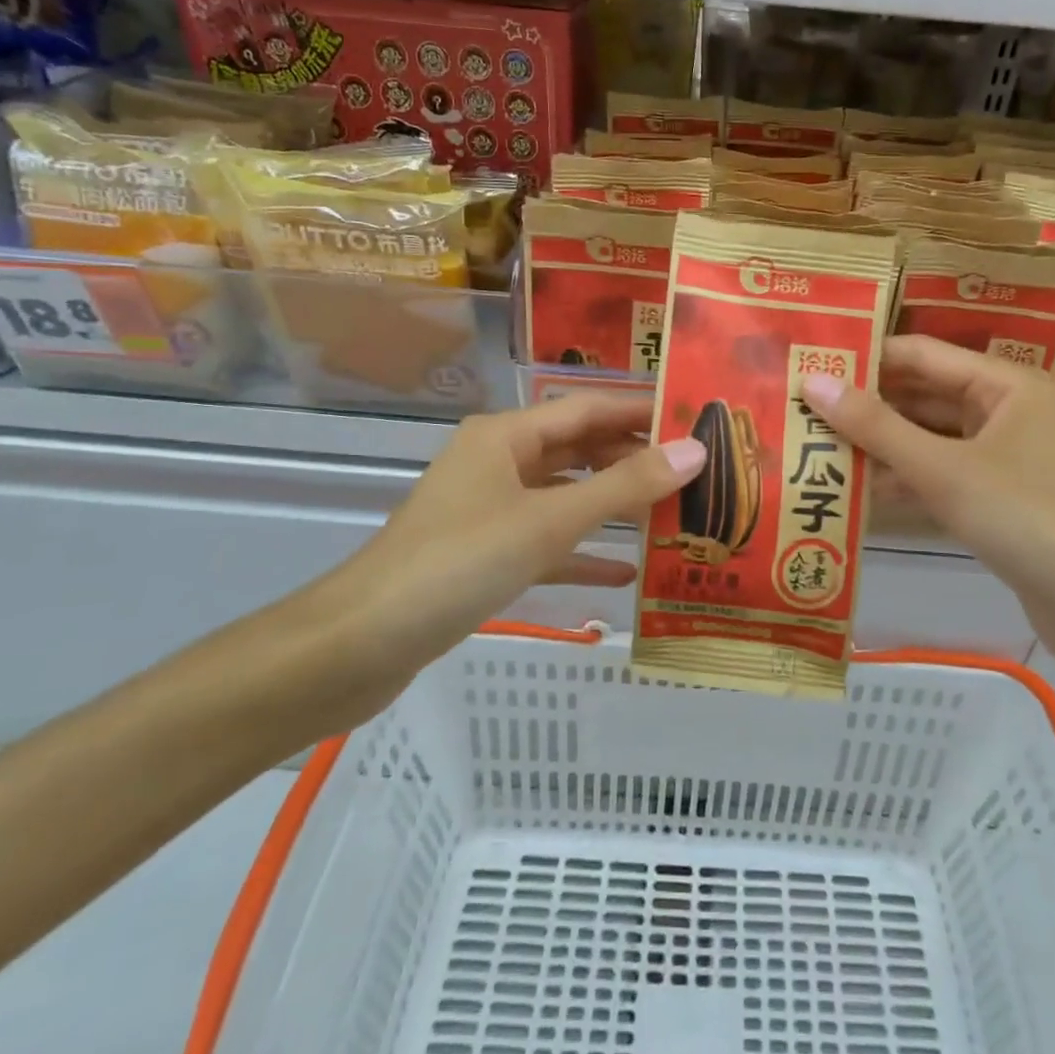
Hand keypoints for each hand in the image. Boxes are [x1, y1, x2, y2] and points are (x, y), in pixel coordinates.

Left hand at [309, 395, 704, 724]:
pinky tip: (626, 574)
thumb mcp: (548, 522)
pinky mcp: (484, 556)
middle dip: (632, 459)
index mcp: (505, 436)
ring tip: (673, 513)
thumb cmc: (458, 564)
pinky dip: (583, 553)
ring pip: (564, 497)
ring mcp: (489, 511)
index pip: (587, 408)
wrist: (359, 645)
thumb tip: (694, 450)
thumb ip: (623, 487)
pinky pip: (546, 543)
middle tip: (695, 472)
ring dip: (613, 506)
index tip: (695, 418)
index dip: (641, 411)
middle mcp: (497, 462)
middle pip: (577, 450)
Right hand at [800, 336, 1054, 680]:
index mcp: (1003, 383)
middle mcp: (1003, 409)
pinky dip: (901, 475)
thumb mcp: (941, 468)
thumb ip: (875, 426)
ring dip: (879, 442)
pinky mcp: (993, 495)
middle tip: (801, 406)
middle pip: (922, 394)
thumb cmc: (1022, 517)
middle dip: (866, 403)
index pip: (920, 354)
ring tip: (815, 442)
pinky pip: (937, 471)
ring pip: (927, 436)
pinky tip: (853, 486)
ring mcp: (999, 454)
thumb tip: (812, 381)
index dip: (865, 358)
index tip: (810, 364)